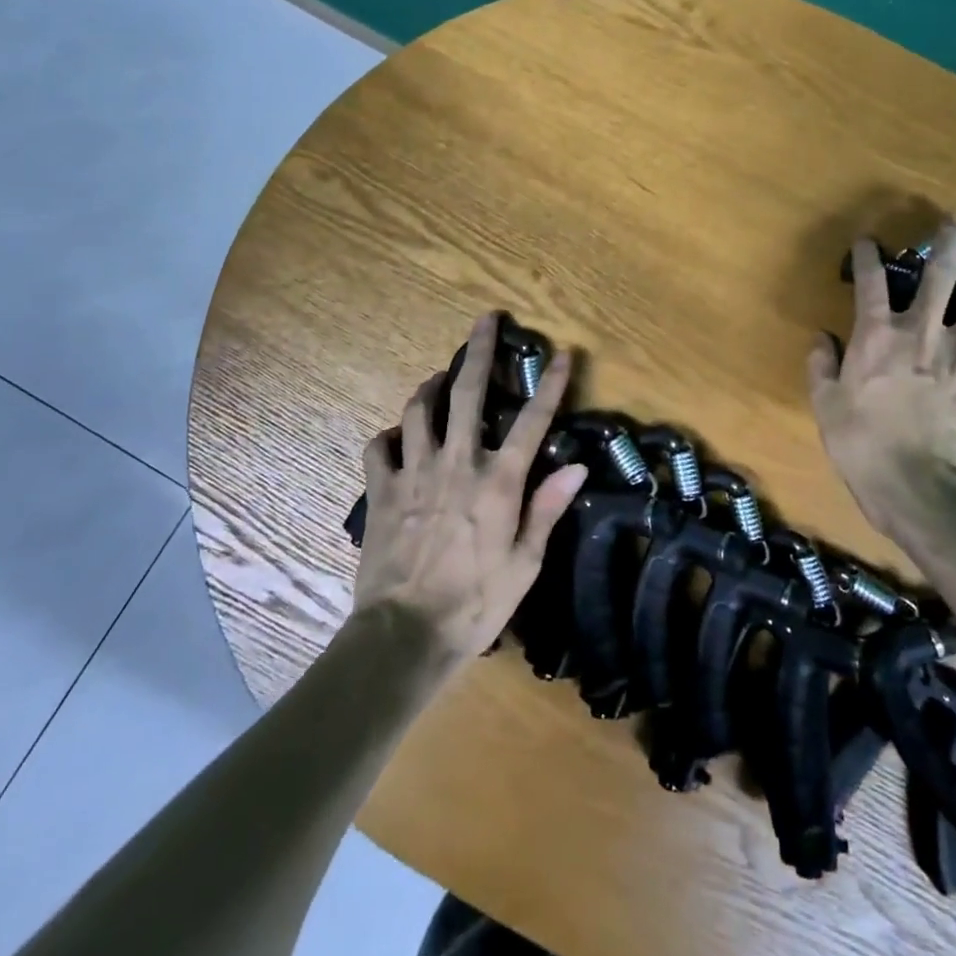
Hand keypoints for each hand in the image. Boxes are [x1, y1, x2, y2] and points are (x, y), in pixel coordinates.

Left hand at [352, 313, 588, 670]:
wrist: (404, 635)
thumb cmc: (475, 604)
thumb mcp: (525, 564)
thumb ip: (547, 509)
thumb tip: (576, 467)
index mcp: (498, 482)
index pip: (531, 421)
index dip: (550, 385)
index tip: (562, 354)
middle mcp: (457, 463)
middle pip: (467, 393)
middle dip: (478, 350)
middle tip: (485, 319)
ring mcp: (414, 473)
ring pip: (419, 410)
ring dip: (432, 387)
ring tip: (441, 379)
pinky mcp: (381, 490)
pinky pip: (379, 447)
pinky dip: (390, 435)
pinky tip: (399, 437)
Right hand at [808, 220, 955, 534]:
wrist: (915, 487)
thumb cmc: (860, 443)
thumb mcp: (824, 404)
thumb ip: (822, 365)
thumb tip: (822, 339)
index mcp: (877, 337)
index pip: (872, 283)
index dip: (867, 257)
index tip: (867, 240)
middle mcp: (923, 335)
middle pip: (941, 279)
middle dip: (948, 246)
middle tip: (955, 222)